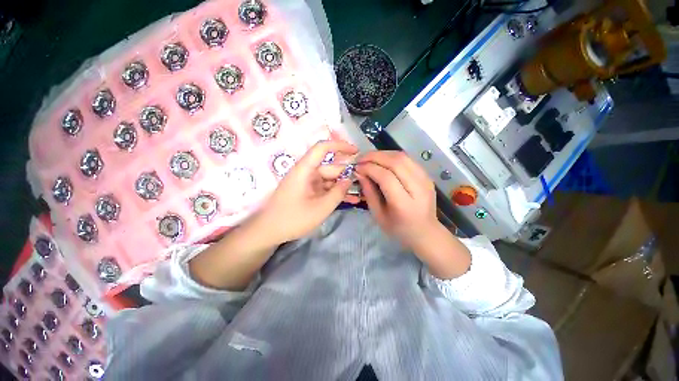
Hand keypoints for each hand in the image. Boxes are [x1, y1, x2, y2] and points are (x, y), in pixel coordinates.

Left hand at [253, 139, 359, 244]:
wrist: (269, 231)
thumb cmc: (293, 218)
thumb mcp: (321, 208)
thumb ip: (338, 192)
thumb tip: (349, 180)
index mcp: (305, 169)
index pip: (323, 148)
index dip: (340, 146)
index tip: (356, 151)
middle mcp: (306, 172)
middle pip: (330, 167)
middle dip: (347, 174)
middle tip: (364, 182)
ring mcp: (307, 183)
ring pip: (329, 180)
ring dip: (343, 186)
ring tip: (360, 193)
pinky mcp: (307, 191)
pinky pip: (324, 188)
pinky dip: (335, 193)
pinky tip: (349, 200)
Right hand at [356, 151, 436, 248]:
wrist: (425, 232)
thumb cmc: (398, 228)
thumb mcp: (378, 215)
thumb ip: (369, 193)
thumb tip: (360, 172)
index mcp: (404, 204)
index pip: (386, 177)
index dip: (369, 168)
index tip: (357, 167)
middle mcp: (418, 189)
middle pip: (396, 162)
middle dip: (375, 157)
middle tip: (361, 158)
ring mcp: (425, 180)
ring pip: (403, 157)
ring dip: (383, 154)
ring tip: (369, 158)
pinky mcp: (427, 176)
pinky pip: (408, 159)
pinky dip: (392, 156)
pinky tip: (382, 160)